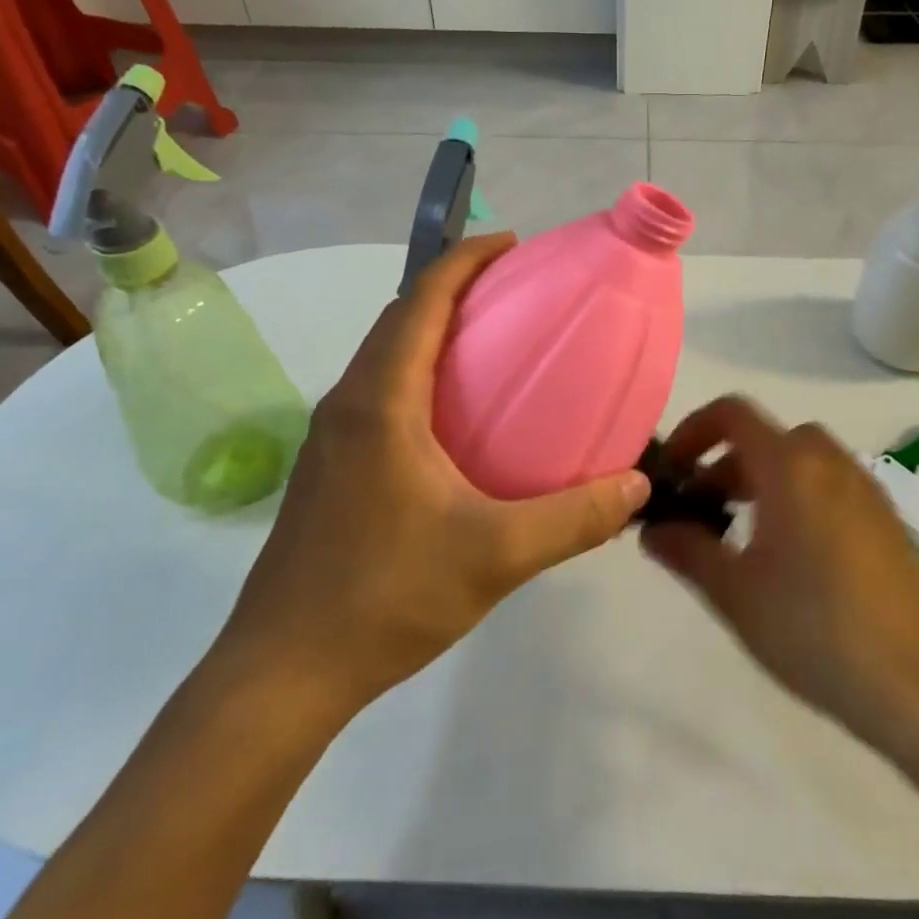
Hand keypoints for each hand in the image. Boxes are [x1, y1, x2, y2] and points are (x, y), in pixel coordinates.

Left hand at [213, 233, 649, 728]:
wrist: (282, 673)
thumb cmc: (385, 598)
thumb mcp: (495, 556)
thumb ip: (572, 519)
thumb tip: (636, 486)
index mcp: (380, 403)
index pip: (420, 301)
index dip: (464, 260)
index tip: (512, 245)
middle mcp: (348, 405)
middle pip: (400, 320)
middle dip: (453, 289)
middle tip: (515, 293)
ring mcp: (333, 439)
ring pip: (387, 359)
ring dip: (434, 333)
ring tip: (494, 345)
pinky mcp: (331, 470)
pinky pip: (382, 395)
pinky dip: (421, 377)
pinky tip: (460, 422)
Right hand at [642, 397, 918, 752]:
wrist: (918, 684)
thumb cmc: (813, 628)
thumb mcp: (735, 592)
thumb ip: (686, 551)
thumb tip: (652, 529)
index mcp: (789, 465)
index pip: (732, 413)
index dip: (693, 430)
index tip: (674, 473)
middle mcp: (829, 462)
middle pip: (766, 437)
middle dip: (725, 465)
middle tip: (702, 513)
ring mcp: (864, 488)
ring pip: (800, 461)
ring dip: (761, 481)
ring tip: (741, 538)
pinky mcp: (885, 518)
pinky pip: (829, 484)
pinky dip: (797, 496)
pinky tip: (791, 558)